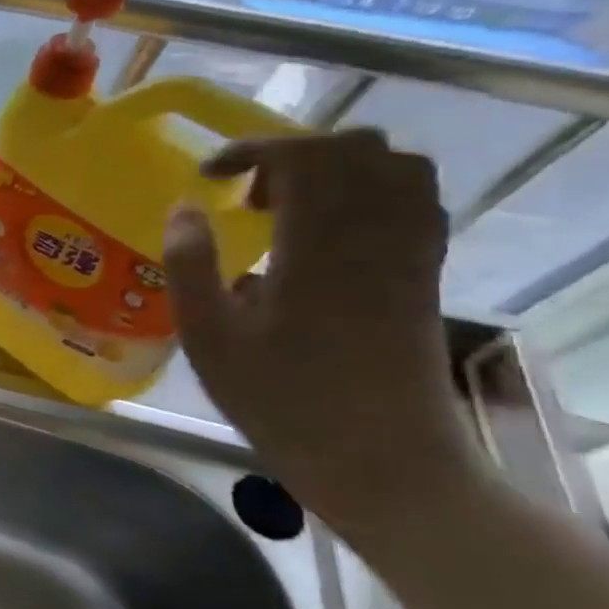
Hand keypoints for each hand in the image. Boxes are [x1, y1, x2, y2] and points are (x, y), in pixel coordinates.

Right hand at [163, 130, 481, 540]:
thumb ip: (189, 264)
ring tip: (289, 207)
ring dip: (337, 169)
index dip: (250, 150)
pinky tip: (330, 230)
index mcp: (318, 246)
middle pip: (355, 150)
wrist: (382, 458)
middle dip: (292, 154)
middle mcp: (376, 235)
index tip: (209, 176)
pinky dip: (373, 192)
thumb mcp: (208, 336)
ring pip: (396, 168)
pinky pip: (415, 202)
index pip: (302, 157)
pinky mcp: (425, 275)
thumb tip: (183, 209)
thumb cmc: (280, 398)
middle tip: (247, 197)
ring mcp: (410, 253)